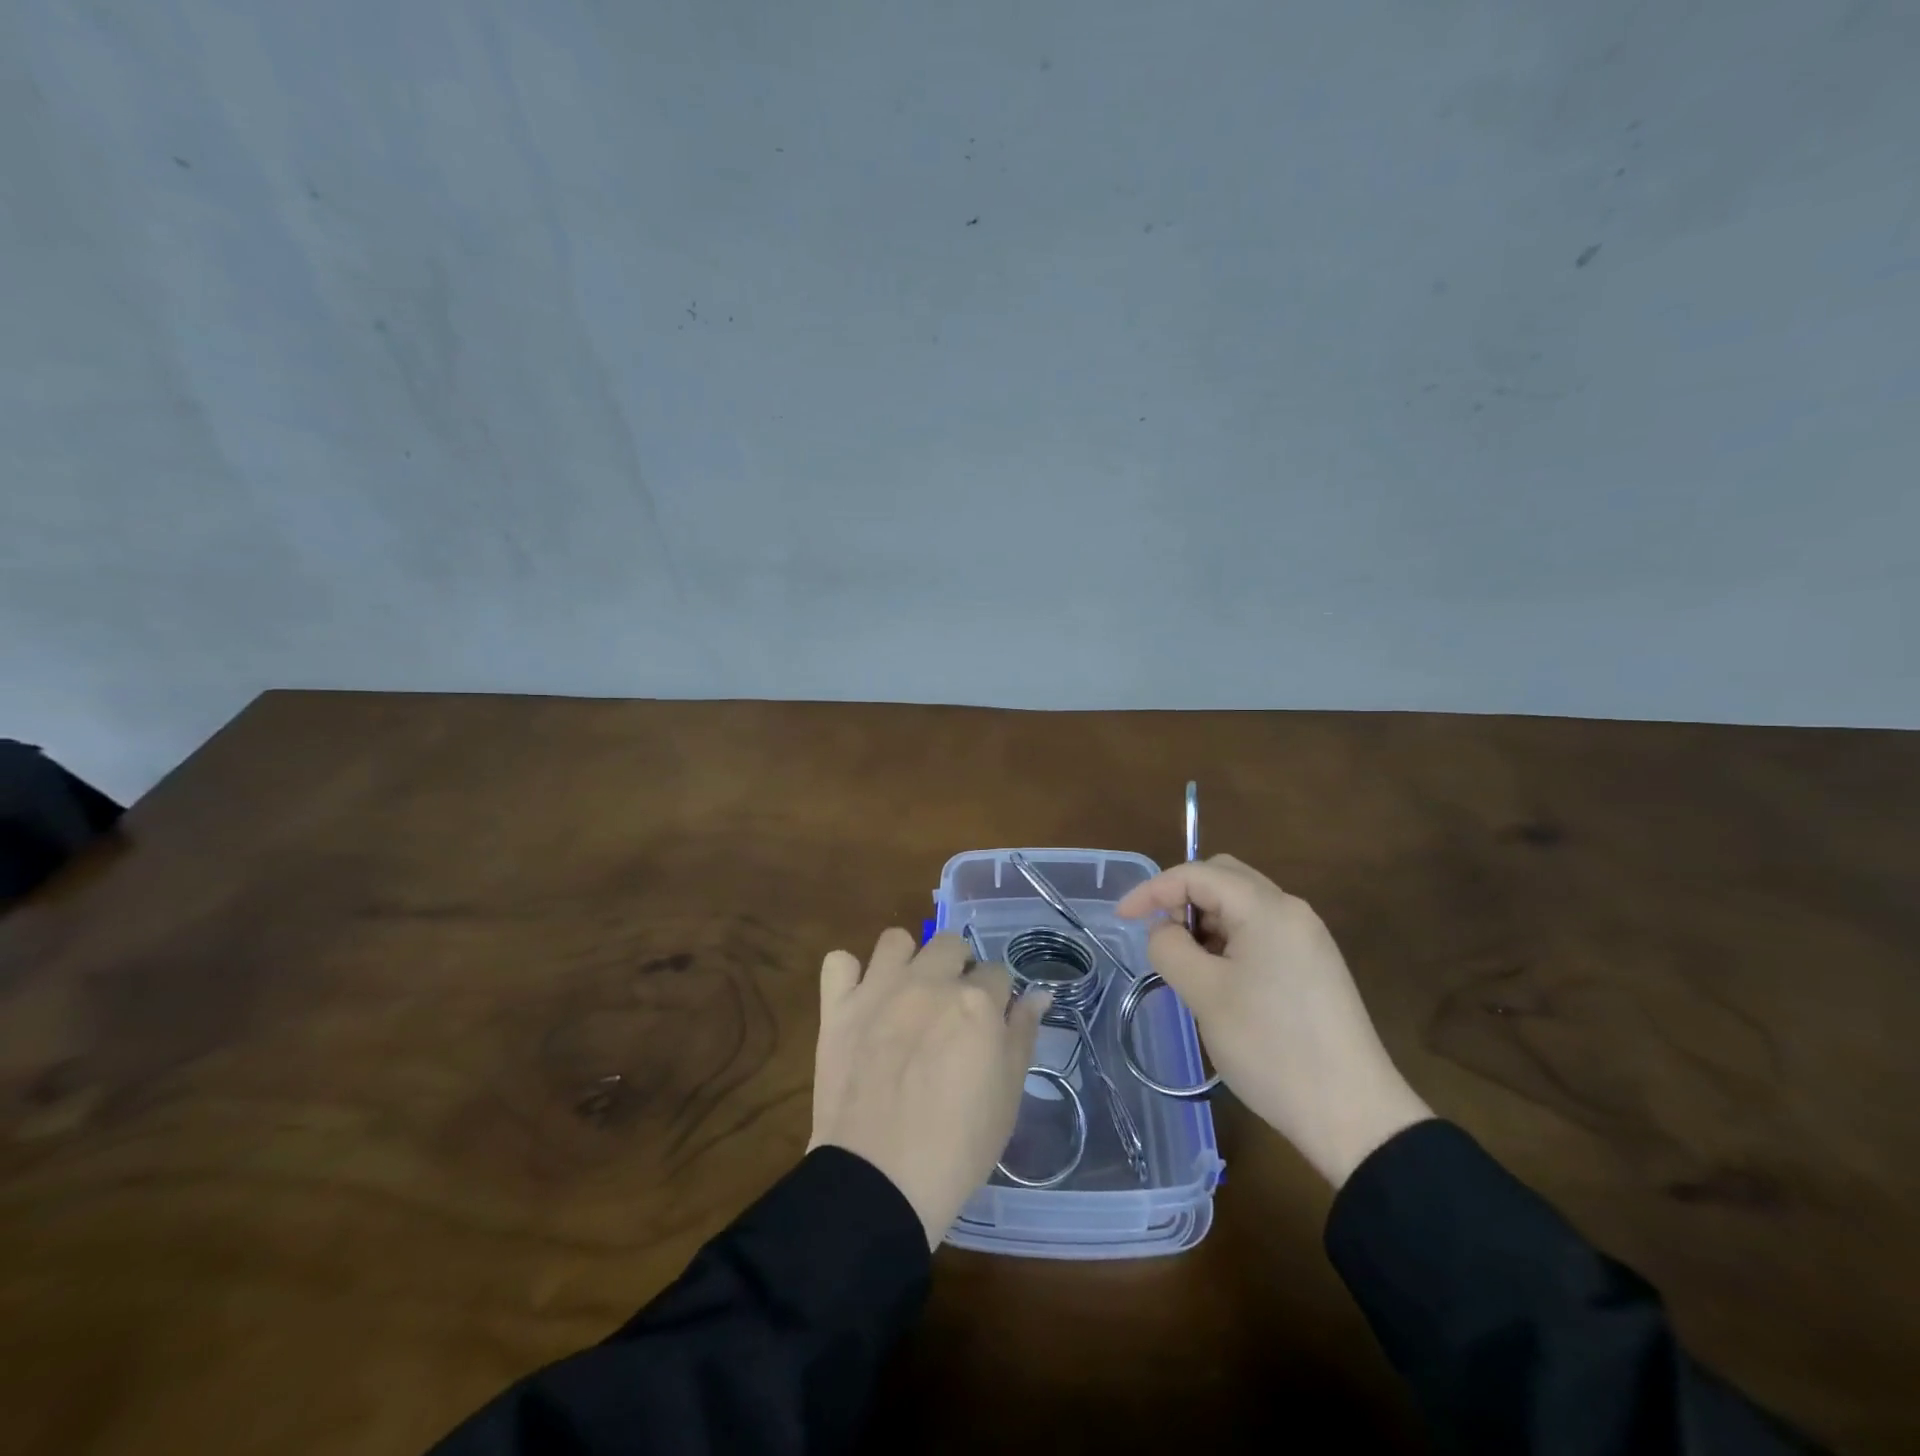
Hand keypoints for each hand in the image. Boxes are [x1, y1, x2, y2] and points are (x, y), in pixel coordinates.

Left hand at [810, 930, 1051, 1247]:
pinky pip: (839, 962)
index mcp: (976, 1001)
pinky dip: (849, 975)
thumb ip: (1023, 1035)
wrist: (881, 1179)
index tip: (989, 1025)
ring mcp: (879, 989)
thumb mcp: (1009, 1095)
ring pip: (895, 939)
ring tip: (905, 995)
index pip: (998, 972)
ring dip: (906, 960)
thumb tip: (1038, 994)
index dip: (997, 998)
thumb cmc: (958, 1146)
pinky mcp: (838, 1006)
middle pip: (950, 944)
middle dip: (957, 967)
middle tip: (950, 1008)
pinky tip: (859, 999)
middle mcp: (929, 981)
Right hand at [1116, 855, 1432, 1187]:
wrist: (1354, 1116)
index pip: (1196, 874)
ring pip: (1241, 906)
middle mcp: (1291, 911)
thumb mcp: (1204, 994)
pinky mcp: (1314, 966)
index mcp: (1267, 908)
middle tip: (1161, 938)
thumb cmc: (1271, 1047)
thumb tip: (1164, 931)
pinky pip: (1260, 933)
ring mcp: (1307, 938)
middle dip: (1182, 898)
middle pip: (1223, 878)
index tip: (1122, 919)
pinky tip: (1219, 979)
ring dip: (1205, 922)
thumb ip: (1170, 948)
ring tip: (1187, 966)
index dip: (1152, 890)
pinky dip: (1228, 941)